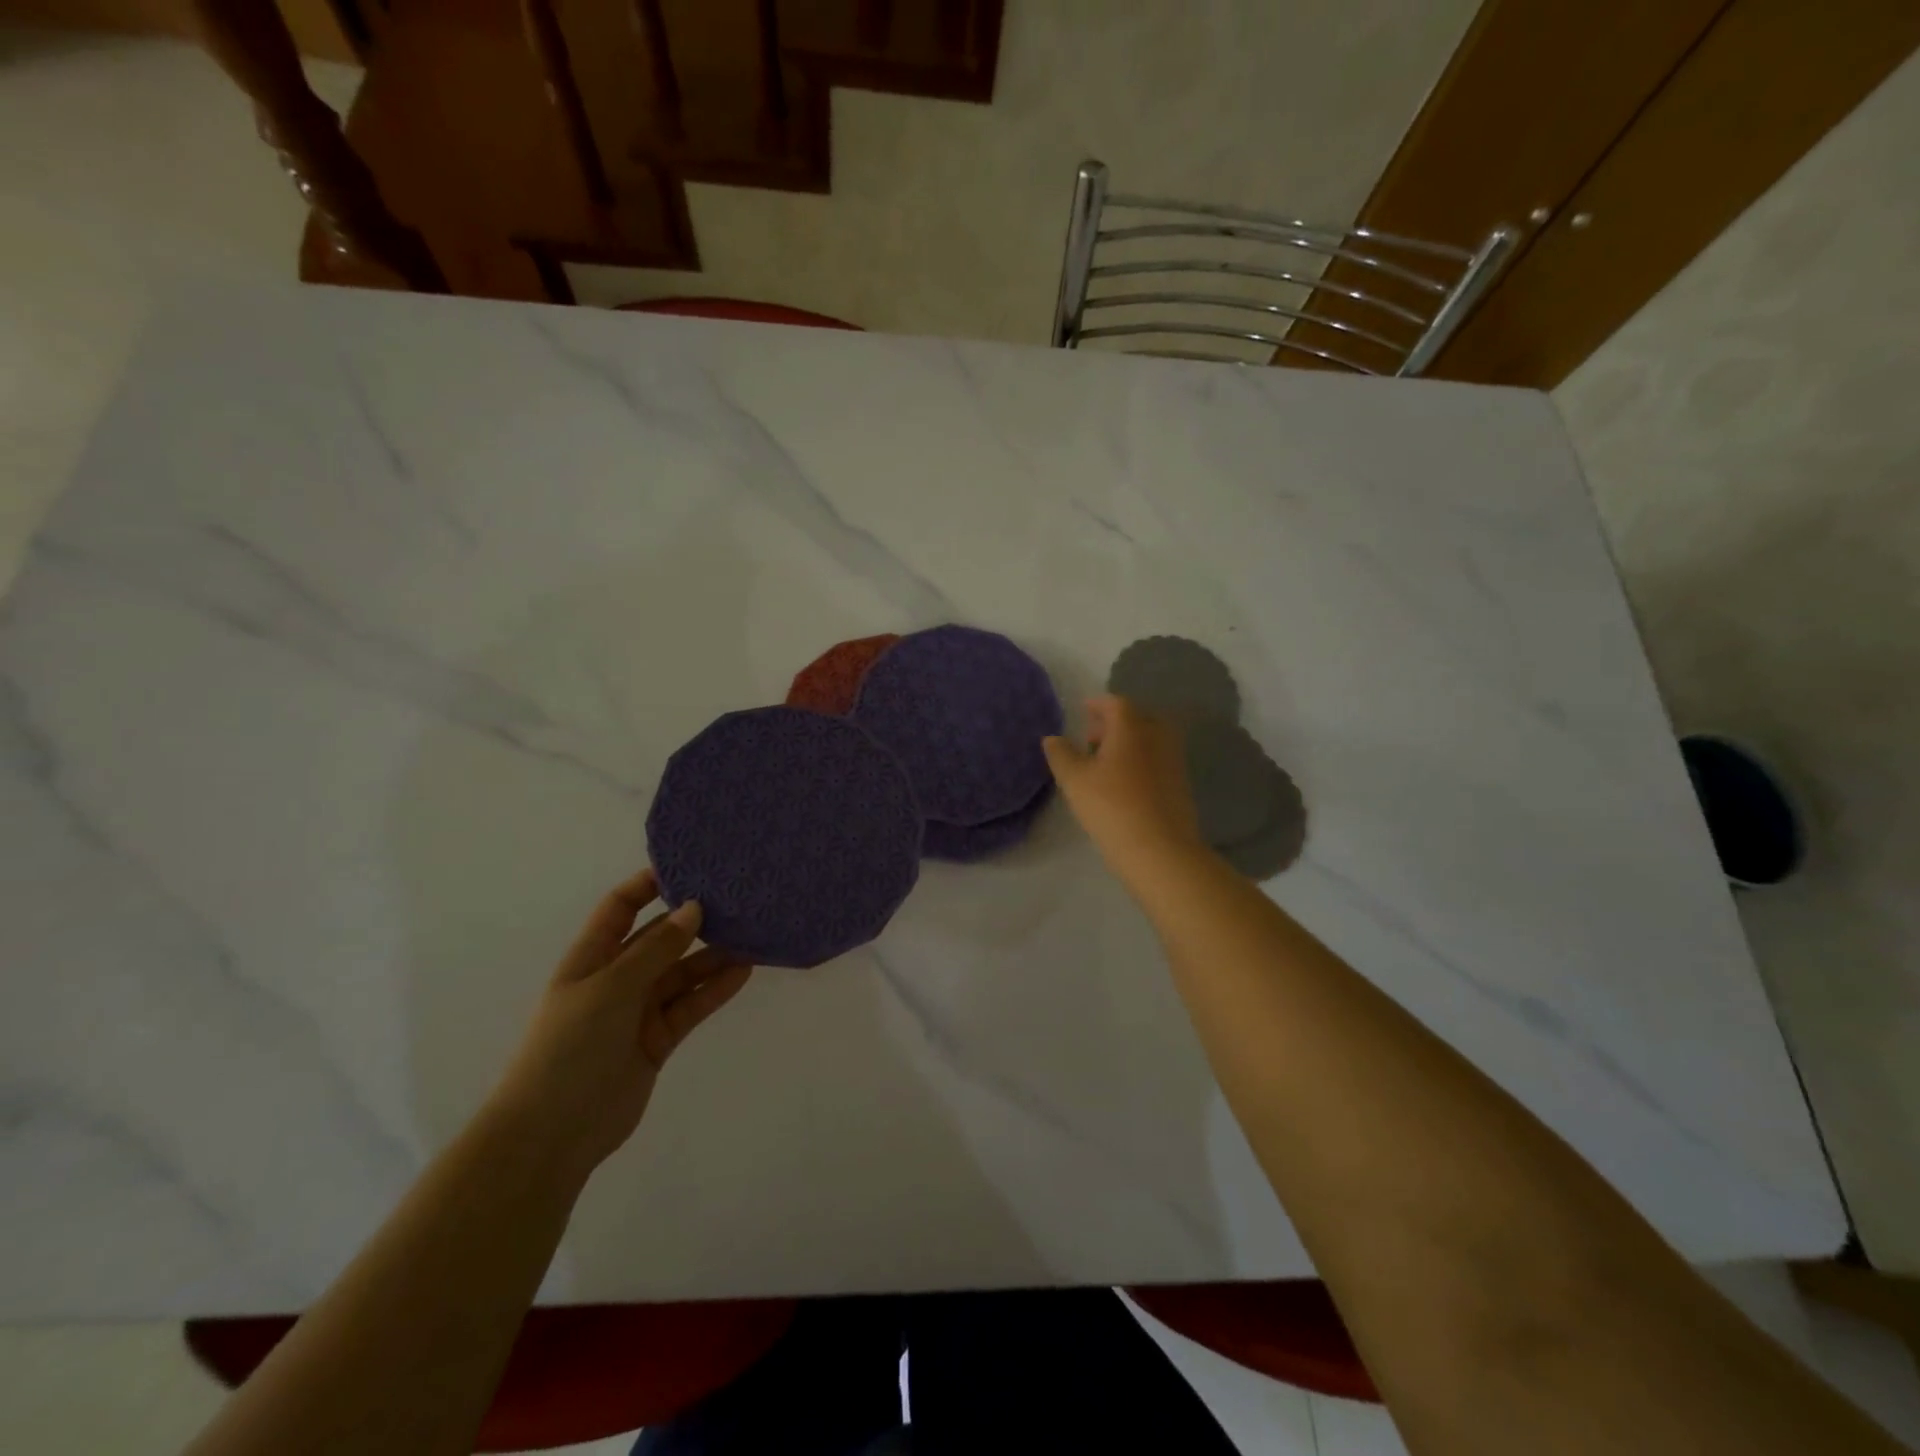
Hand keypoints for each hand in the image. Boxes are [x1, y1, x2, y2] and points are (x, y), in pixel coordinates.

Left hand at [486, 869, 751, 1180]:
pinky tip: (744, 972)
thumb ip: (656, 949)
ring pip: (681, 973)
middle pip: (659, 939)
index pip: (620, 908)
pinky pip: (691, 1006)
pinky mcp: (657, 1040)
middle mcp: (616, 979)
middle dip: (692, 920)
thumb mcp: (611, 988)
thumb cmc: (570, 1047)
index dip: (648, 884)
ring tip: (751, 935)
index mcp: (591, 958)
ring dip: (712, 956)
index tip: (689, 865)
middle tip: (736, 899)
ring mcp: (637, 1011)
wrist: (552, 1134)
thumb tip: (694, 907)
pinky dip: (715, 990)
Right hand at [1043, 694, 1206, 882]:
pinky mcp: (1181, 784)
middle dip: (1114, 723)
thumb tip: (1052, 738)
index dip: (1097, 704)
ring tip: (1104, 763)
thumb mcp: (1075, 780)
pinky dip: (1140, 761)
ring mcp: (1173, 760)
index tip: (1083, 710)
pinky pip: (1157, 760)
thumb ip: (1061, 754)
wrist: (1160, 850)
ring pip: (1149, 740)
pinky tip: (1124, 782)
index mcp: (1132, 727)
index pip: (1115, 703)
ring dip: (1128, 743)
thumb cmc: (1111, 807)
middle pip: (1136, 718)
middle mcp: (1157, 736)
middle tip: (1091, 738)